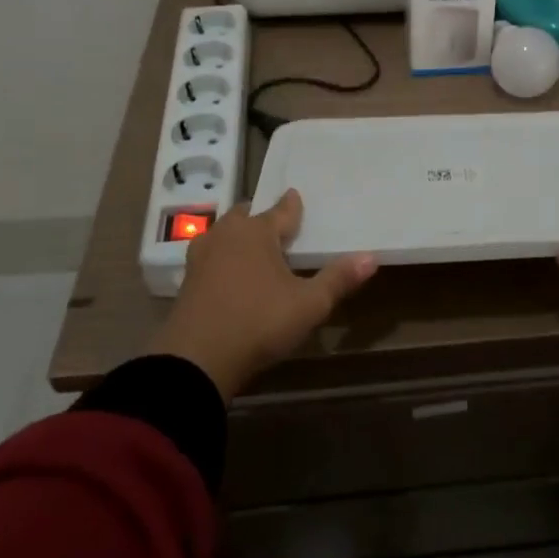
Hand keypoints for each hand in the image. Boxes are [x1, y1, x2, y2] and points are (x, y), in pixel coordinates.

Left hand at [151, 190, 376, 400]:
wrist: (195, 361)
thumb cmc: (258, 322)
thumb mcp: (308, 304)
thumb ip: (338, 279)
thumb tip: (372, 257)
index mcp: (256, 232)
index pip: (280, 210)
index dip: (292, 205)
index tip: (297, 197)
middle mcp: (226, 235)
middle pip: (246, 216)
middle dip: (261, 218)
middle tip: (277, 226)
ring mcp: (201, 258)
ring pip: (224, 236)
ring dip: (239, 238)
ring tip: (255, 248)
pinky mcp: (187, 282)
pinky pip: (211, 259)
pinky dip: (224, 260)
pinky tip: (231, 275)